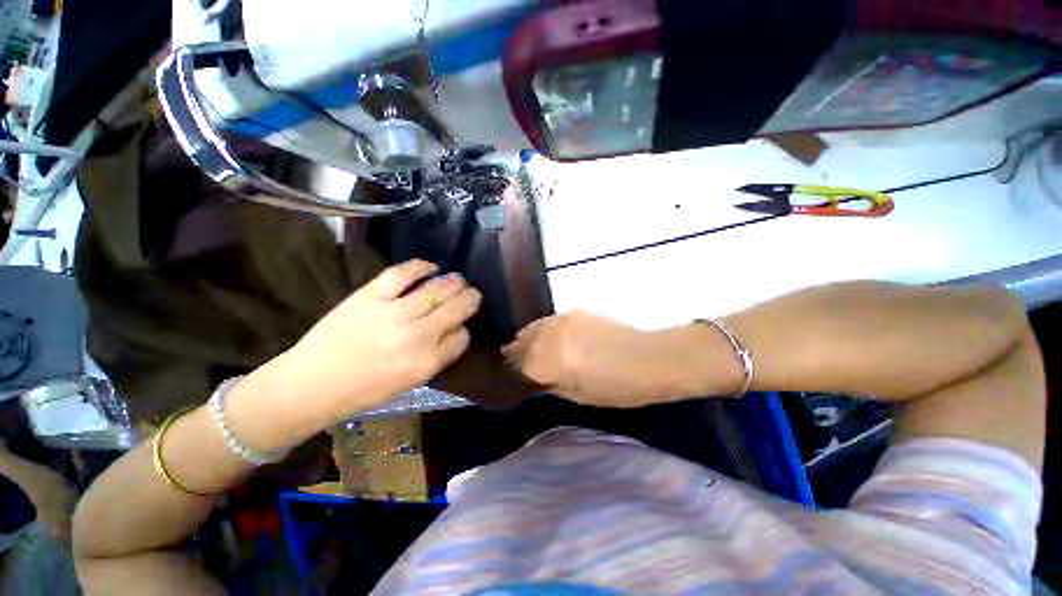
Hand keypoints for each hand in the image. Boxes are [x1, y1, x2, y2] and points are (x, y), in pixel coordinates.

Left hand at [282, 260, 481, 421]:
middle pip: (456, 309)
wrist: (311, 384)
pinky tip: (431, 267)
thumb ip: (437, 356)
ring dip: (453, 282)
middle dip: (470, 299)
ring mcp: (393, 313)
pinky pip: (403, 274)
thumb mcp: (410, 382)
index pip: (461, 337)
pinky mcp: (370, 296)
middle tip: (473, 293)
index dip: (464, 329)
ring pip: (436, 289)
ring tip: (458, 280)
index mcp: (426, 363)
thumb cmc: (363, 391)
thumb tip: (454, 330)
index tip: (460, 326)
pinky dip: (421, 266)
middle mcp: (416, 336)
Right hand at [503, 311, 705, 407]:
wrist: (650, 358)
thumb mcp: (581, 398)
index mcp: (555, 361)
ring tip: (534, 351)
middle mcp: (554, 335)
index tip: (510, 376)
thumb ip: (551, 385)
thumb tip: (535, 378)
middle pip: (523, 341)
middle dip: (518, 352)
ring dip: (529, 339)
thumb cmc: (620, 388)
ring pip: (534, 327)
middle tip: (519, 363)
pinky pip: (550, 321)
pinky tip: (553, 339)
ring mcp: (565, 320)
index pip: (520, 363)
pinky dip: (544, 330)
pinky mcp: (576, 312)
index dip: (513, 370)